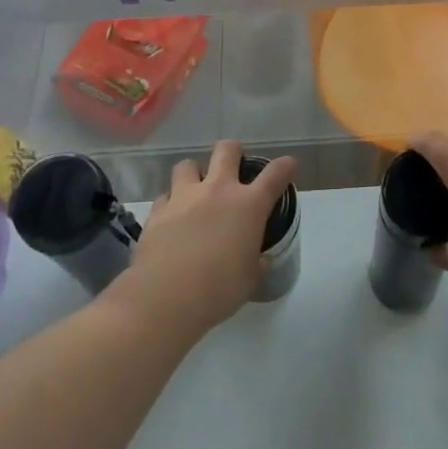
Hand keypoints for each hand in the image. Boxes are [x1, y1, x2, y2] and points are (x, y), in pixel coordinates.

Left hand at [112, 140, 296, 339]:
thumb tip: (259, 259)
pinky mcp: (157, 211)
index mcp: (249, 205)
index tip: (289, 166)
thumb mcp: (250, 278)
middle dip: (233, 152)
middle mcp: (217, 190)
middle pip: (227, 149)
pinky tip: (172, 219)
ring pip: (188, 164)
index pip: (275, 174)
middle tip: (234, 167)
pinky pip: (165, 196)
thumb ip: (256, 262)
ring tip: (196, 191)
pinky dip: (171, 203)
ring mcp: (184, 197)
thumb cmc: (219, 290)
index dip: (286, 166)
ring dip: (195, 174)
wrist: (165, 299)